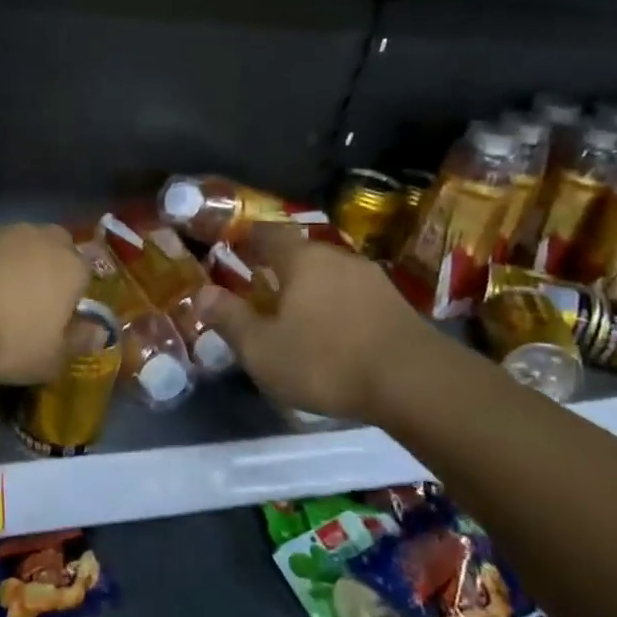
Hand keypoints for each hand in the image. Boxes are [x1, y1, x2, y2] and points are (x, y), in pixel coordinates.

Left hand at [0, 224, 90, 384]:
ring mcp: (1, 230)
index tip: (58, 321)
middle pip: (54, 249)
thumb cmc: (7, 337)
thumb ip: (78, 344)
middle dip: (46, 270)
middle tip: (28, 303)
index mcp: (72, 267)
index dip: (74, 297)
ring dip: (10, 265)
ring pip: (16, 245)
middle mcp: (42, 239)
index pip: (86, 274)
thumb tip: (97, 333)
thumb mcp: (49, 360)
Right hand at [200, 224, 435, 418]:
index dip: (247, 239)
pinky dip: (336, 306)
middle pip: (300, 253)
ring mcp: (372, 280)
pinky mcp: (396, 305)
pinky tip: (333, 332)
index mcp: (301, 259)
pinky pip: (353, 296)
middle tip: (259, 287)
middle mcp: (337, 258)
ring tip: (295, 314)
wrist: (416, 383)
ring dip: (310, 288)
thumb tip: (200, 294)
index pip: (267, 233)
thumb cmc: (326, 360)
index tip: (232, 248)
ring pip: (329, 275)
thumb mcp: (262, 348)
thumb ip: (230, 319)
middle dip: (278, 267)